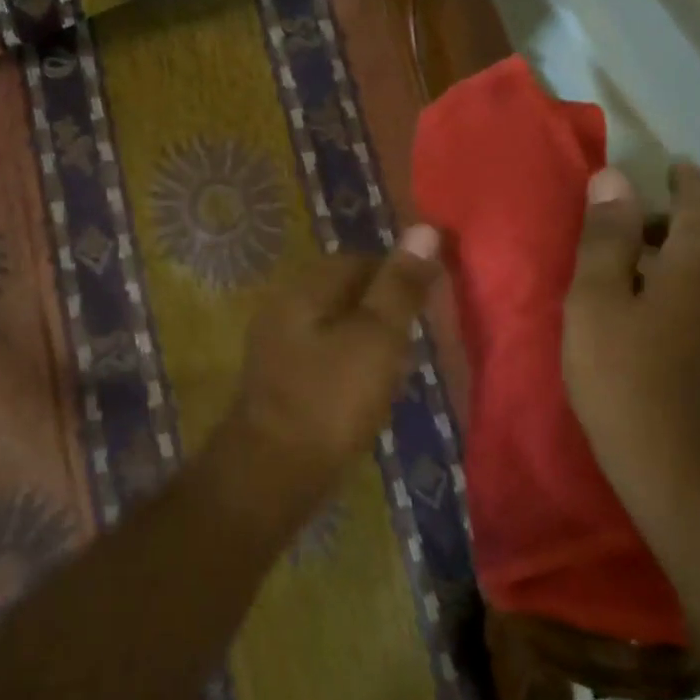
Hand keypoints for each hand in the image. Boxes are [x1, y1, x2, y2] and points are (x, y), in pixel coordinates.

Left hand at [224, 227, 441, 511]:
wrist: (275, 470)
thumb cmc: (332, 398)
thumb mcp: (377, 336)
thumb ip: (400, 285)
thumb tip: (424, 229)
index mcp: (304, 289)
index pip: (358, 261)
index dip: (396, 276)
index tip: (425, 307)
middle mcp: (283, 307)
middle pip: (344, 292)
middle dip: (382, 311)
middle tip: (412, 342)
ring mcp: (276, 345)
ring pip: (334, 326)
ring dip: (367, 340)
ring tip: (396, 369)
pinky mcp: (279, 379)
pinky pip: (322, 356)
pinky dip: (348, 365)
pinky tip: (366, 392)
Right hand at [562, 163, 699, 491]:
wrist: (684, 474)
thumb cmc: (625, 378)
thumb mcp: (595, 302)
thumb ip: (606, 237)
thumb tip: (614, 176)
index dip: (685, 181)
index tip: (671, 167)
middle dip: (687, 219)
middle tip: (643, 223)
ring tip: (658, 266)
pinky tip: (683, 314)